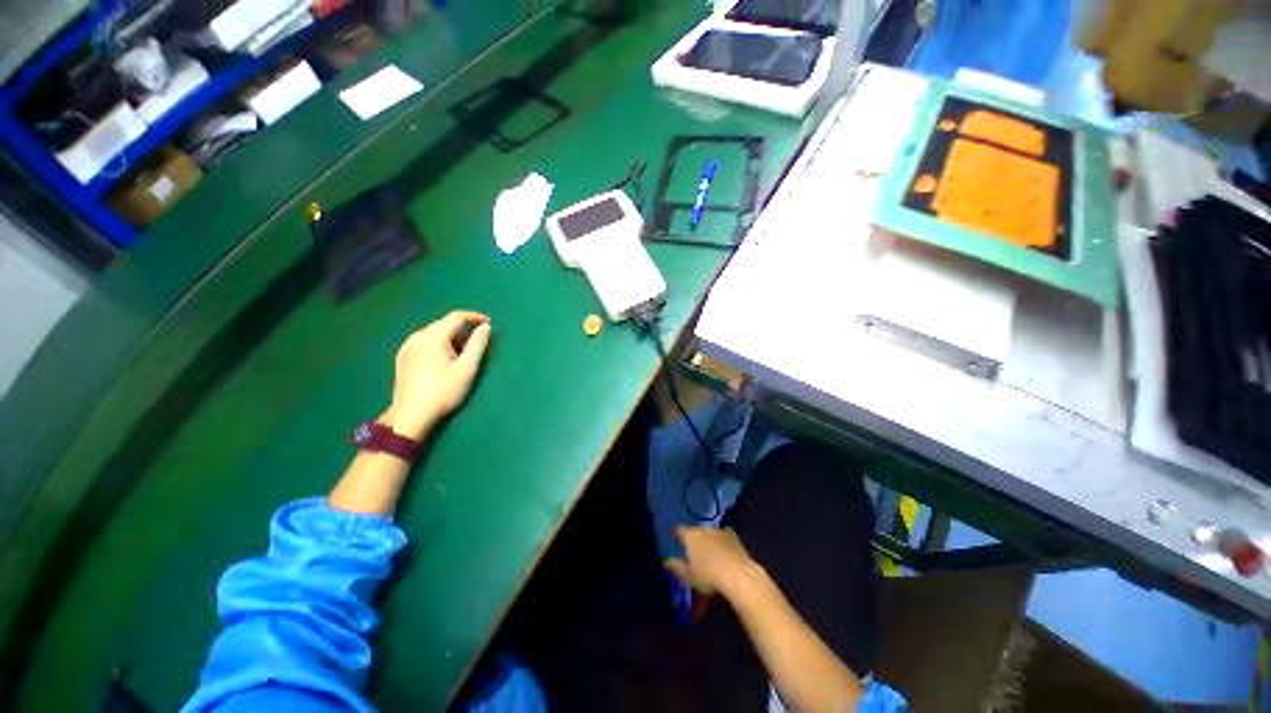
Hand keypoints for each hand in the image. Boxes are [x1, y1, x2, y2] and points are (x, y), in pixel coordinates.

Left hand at [383, 311, 491, 438]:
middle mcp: (417, 336)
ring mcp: (407, 347)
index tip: (488, 323)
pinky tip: (443, 362)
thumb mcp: (467, 368)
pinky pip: (424, 343)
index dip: (474, 317)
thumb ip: (478, 344)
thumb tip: (485, 327)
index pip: (456, 317)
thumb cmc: (443, 391)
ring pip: (434, 335)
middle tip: (476, 346)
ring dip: (451, 340)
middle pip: (444, 325)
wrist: (411, 415)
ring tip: (461, 357)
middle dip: (463, 331)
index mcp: (433, 336)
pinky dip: (438, 346)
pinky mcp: (402, 358)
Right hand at [664, 526, 759, 597]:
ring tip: (707, 554)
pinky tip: (723, 553)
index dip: (675, 533)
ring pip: (710, 535)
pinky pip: (724, 540)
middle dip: (693, 540)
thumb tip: (666, 562)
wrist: (740, 575)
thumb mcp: (688, 576)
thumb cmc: (708, 576)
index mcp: (690, 535)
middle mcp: (704, 529)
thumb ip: (676, 567)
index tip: (672, 534)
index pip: (679, 530)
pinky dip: (721, 545)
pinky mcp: (736, 539)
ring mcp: (721, 532)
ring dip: (708, 542)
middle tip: (691, 551)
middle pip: (695, 532)